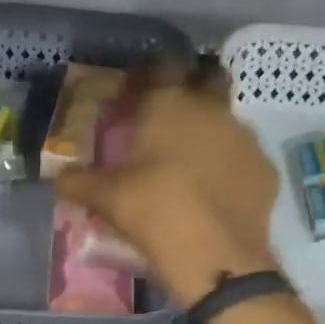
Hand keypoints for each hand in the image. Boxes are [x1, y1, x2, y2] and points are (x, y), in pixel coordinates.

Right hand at [56, 61, 279, 306]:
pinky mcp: (265, 168)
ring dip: (211, 130)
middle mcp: (211, 109)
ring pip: (227, 119)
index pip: (160, 68)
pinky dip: (229, 165)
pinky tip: (215, 190)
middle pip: (208, 80)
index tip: (133, 94)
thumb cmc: (152, 210)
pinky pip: (243, 156)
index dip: (146, 77)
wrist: (214, 255)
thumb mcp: (104, 197)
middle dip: (192, 89)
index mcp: (169, 104)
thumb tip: (59, 177)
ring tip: (190, 161)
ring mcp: (244, 137)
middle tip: (170, 116)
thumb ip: (78, 182)